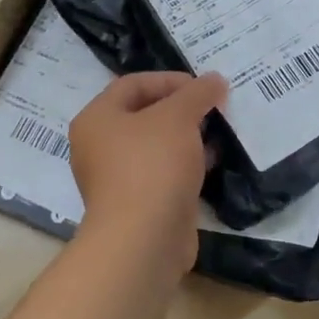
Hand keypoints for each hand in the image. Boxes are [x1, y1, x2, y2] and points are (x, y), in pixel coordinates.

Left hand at [69, 71, 227, 271]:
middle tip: (215, 107)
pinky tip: (213, 162)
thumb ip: (197, 93)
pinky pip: (164, 174)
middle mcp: (100, 147)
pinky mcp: (139, 204)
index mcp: (97, 119)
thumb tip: (214, 80)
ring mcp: (118, 178)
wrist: (144, 239)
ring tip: (220, 132)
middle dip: (182, 109)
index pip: (133, 84)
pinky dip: (187, 165)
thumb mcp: (178, 117)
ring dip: (188, 137)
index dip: (170, 79)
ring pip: (157, 146)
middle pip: (145, 115)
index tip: (204, 87)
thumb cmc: (152, 165)